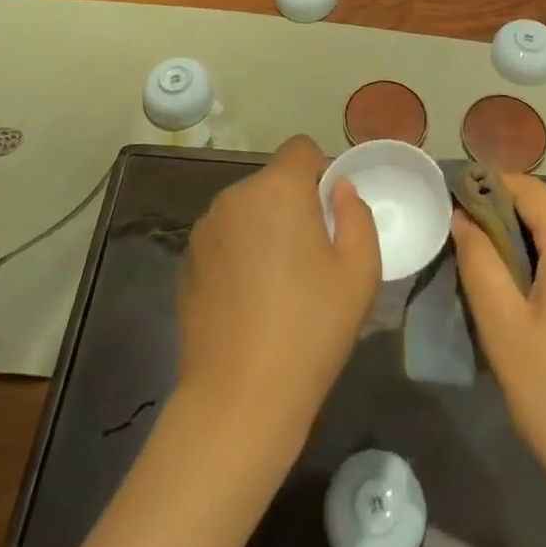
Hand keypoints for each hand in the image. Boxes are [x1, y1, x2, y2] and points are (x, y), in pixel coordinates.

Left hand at [176, 135, 380, 442]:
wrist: (240, 397)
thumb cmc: (311, 328)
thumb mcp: (360, 271)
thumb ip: (356, 214)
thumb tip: (338, 189)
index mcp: (278, 189)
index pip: (301, 149)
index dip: (320, 172)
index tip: (330, 215)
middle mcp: (235, 197)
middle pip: (272, 182)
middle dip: (293, 203)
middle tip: (311, 256)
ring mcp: (204, 230)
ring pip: (246, 211)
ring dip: (264, 228)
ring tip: (279, 284)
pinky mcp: (186, 262)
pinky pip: (224, 240)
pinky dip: (239, 254)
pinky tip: (249, 301)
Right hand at [453, 174, 545, 524]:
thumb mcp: (503, 326)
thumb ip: (478, 259)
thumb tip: (463, 217)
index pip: (525, 188)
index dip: (484, 191)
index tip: (452, 213)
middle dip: (507, 224)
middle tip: (470, 258)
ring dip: (532, 248)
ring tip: (499, 286)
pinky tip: (540, 306)